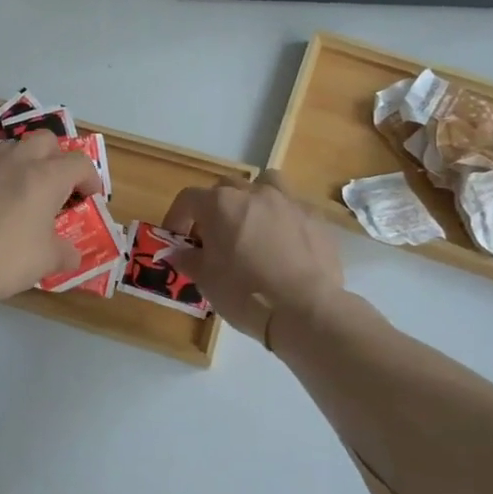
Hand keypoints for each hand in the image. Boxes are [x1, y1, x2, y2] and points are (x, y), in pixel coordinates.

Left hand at [0, 131, 102, 306]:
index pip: (79, 163)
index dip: (91, 179)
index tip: (90, 198)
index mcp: (45, 177)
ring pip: (10, 150)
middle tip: (57, 187)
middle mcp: (15, 163)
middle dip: (56, 158)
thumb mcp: (47, 261)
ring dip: (23, 164)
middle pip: (44, 140)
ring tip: (23, 193)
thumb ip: (65, 253)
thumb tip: (71, 255)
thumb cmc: (6, 259)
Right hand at [163, 171, 347, 339]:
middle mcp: (254, 193)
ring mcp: (288, 202)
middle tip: (214, 235)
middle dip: (215, 207)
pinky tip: (284, 243)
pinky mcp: (315, 218)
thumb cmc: (244, 292)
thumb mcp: (206, 280)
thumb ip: (188, 260)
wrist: (304, 309)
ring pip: (265, 184)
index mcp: (221, 204)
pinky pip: (292, 207)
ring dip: (254, 198)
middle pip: (226, 187)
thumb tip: (177, 253)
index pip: (189, 199)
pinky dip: (283, 218)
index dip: (178, 216)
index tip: (177, 237)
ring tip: (253, 224)